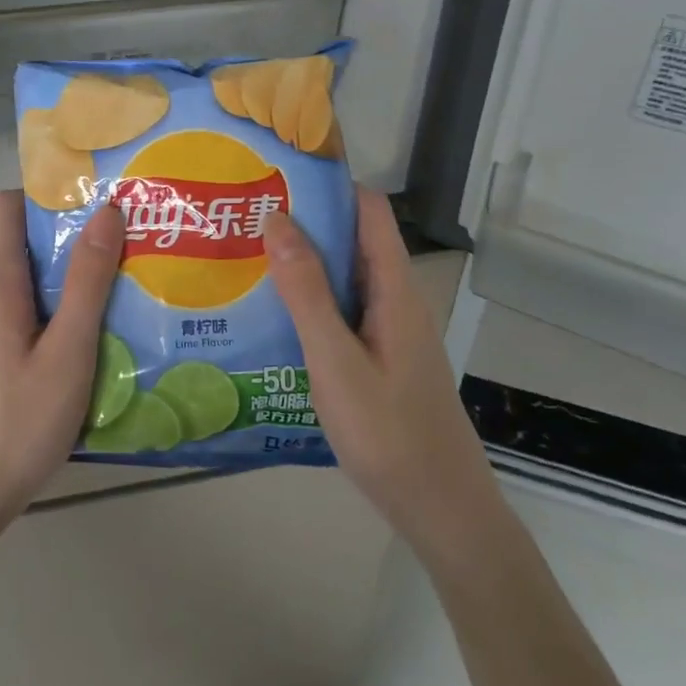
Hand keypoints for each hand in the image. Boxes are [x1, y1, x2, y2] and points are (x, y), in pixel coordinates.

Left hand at [0, 191, 124, 547]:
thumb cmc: (17, 425)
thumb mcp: (68, 354)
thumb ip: (87, 282)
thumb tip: (106, 212)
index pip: (7, 207)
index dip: (46, 198)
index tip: (91, 209)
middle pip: (18, 250)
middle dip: (65, 252)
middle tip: (118, 268)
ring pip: (14, 290)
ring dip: (53, 293)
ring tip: (102, 315)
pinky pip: (4, 321)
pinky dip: (35, 324)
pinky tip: (64, 360)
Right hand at [264, 187, 496, 556]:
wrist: (441, 511)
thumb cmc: (389, 434)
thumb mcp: (336, 360)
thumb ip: (307, 291)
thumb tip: (278, 218)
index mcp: (394, 289)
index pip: (368, 210)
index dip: (329, 185)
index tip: (277, 175)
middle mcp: (394, 299)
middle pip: (352, 240)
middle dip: (303, 222)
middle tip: (243, 216)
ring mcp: (388, 330)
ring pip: (344, 278)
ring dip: (302, 264)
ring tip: (244, 258)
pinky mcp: (378, 357)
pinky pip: (342, 311)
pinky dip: (309, 302)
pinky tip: (269, 316)